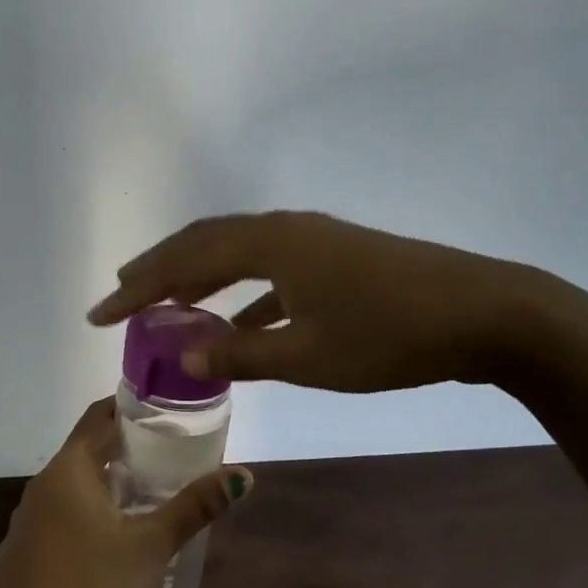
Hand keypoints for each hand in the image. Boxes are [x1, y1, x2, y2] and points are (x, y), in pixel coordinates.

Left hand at [0, 398, 250, 587]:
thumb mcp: (150, 548)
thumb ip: (194, 508)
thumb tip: (242, 474)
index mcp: (68, 470)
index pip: (99, 416)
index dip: (132, 408)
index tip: (167, 412)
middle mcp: (42, 484)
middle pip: (87, 450)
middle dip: (127, 448)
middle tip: (171, 454)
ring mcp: (27, 518)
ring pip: (73, 485)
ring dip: (109, 482)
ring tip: (150, 493)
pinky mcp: (22, 549)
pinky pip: (60, 514)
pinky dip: (88, 511)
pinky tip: (110, 539)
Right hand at [87, 210, 565, 392]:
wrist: (489, 313)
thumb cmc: (391, 335)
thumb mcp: (308, 356)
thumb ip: (240, 354)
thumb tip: (182, 354)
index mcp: (269, 245)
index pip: (183, 262)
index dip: (137, 290)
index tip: (98, 314)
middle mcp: (283, 230)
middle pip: (203, 244)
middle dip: (158, 271)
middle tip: (120, 296)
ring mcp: (311, 240)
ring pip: (234, 253)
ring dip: (195, 276)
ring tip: (162, 301)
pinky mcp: (333, 257)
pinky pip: (267, 269)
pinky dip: (238, 292)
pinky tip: (231, 320)